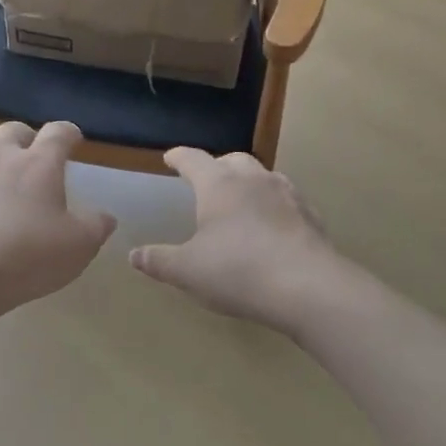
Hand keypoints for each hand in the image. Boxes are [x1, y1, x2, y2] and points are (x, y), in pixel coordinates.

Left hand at [0, 122, 116, 315]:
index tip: (74, 139)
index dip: (69, 133)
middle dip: (26, 136)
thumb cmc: (30, 254)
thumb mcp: (79, 245)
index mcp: (39, 163)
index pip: (57, 132)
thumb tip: (104, 217)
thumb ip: (96, 226)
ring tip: (4, 174)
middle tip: (35, 153)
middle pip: (12, 130)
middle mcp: (2, 159)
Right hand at [129, 149, 341, 329]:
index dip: (180, 157)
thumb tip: (134, 255)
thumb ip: (159, 260)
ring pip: (264, 177)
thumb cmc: (238, 271)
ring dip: (249, 183)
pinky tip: (273, 226)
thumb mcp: (187, 270)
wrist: (308, 288)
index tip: (171, 158)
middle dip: (217, 165)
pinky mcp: (311, 216)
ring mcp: (288, 195)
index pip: (194, 160)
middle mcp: (254, 180)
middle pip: (233, 160)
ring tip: (241, 201)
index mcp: (219, 185)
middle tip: (207, 180)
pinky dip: (274, 206)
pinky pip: (288, 201)